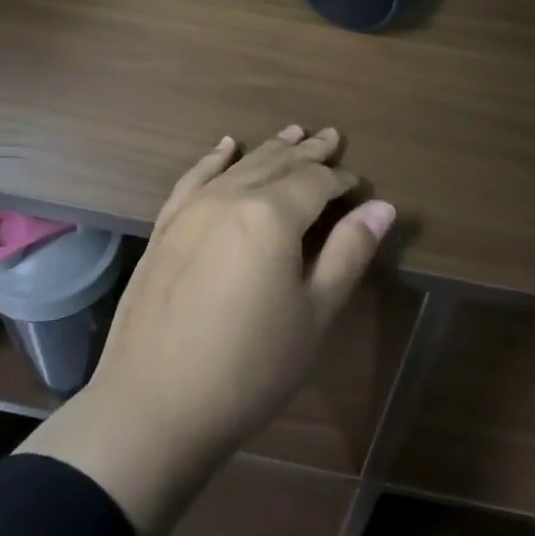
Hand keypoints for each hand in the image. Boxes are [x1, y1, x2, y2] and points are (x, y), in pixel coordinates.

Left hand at [98, 124, 395, 456]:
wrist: (153, 404)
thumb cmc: (249, 368)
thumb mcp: (313, 315)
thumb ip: (347, 254)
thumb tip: (381, 207)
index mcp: (271, 215)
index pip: (316, 182)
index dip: (340, 179)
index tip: (358, 183)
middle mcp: (230, 197)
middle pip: (277, 163)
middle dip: (308, 151)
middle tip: (330, 136)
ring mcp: (191, 208)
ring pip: (240, 165)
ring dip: (269, 148)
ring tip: (292, 131)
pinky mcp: (165, 226)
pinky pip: (194, 178)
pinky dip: (214, 158)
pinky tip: (225, 146)